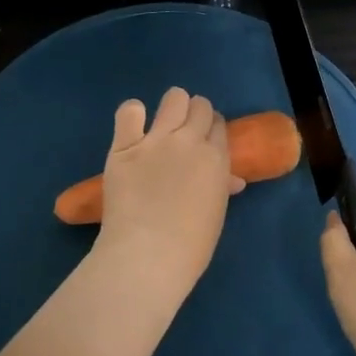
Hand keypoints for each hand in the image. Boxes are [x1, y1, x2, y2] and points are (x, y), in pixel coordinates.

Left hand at [94, 88, 243, 294]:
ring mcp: (156, 140)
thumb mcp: (216, 214)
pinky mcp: (124, 145)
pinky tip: (133, 127)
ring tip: (162, 123)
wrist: (147, 256)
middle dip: (195, 114)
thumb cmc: (189, 247)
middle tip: (184, 132)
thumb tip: (232, 180)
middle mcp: (190, 140)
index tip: (204, 140)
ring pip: (174, 98)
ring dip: (172, 107)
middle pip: (200, 105)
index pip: (219, 124)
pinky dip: (133, 114)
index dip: (212, 129)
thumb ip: (221, 188)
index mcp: (216, 158)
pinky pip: (129, 111)